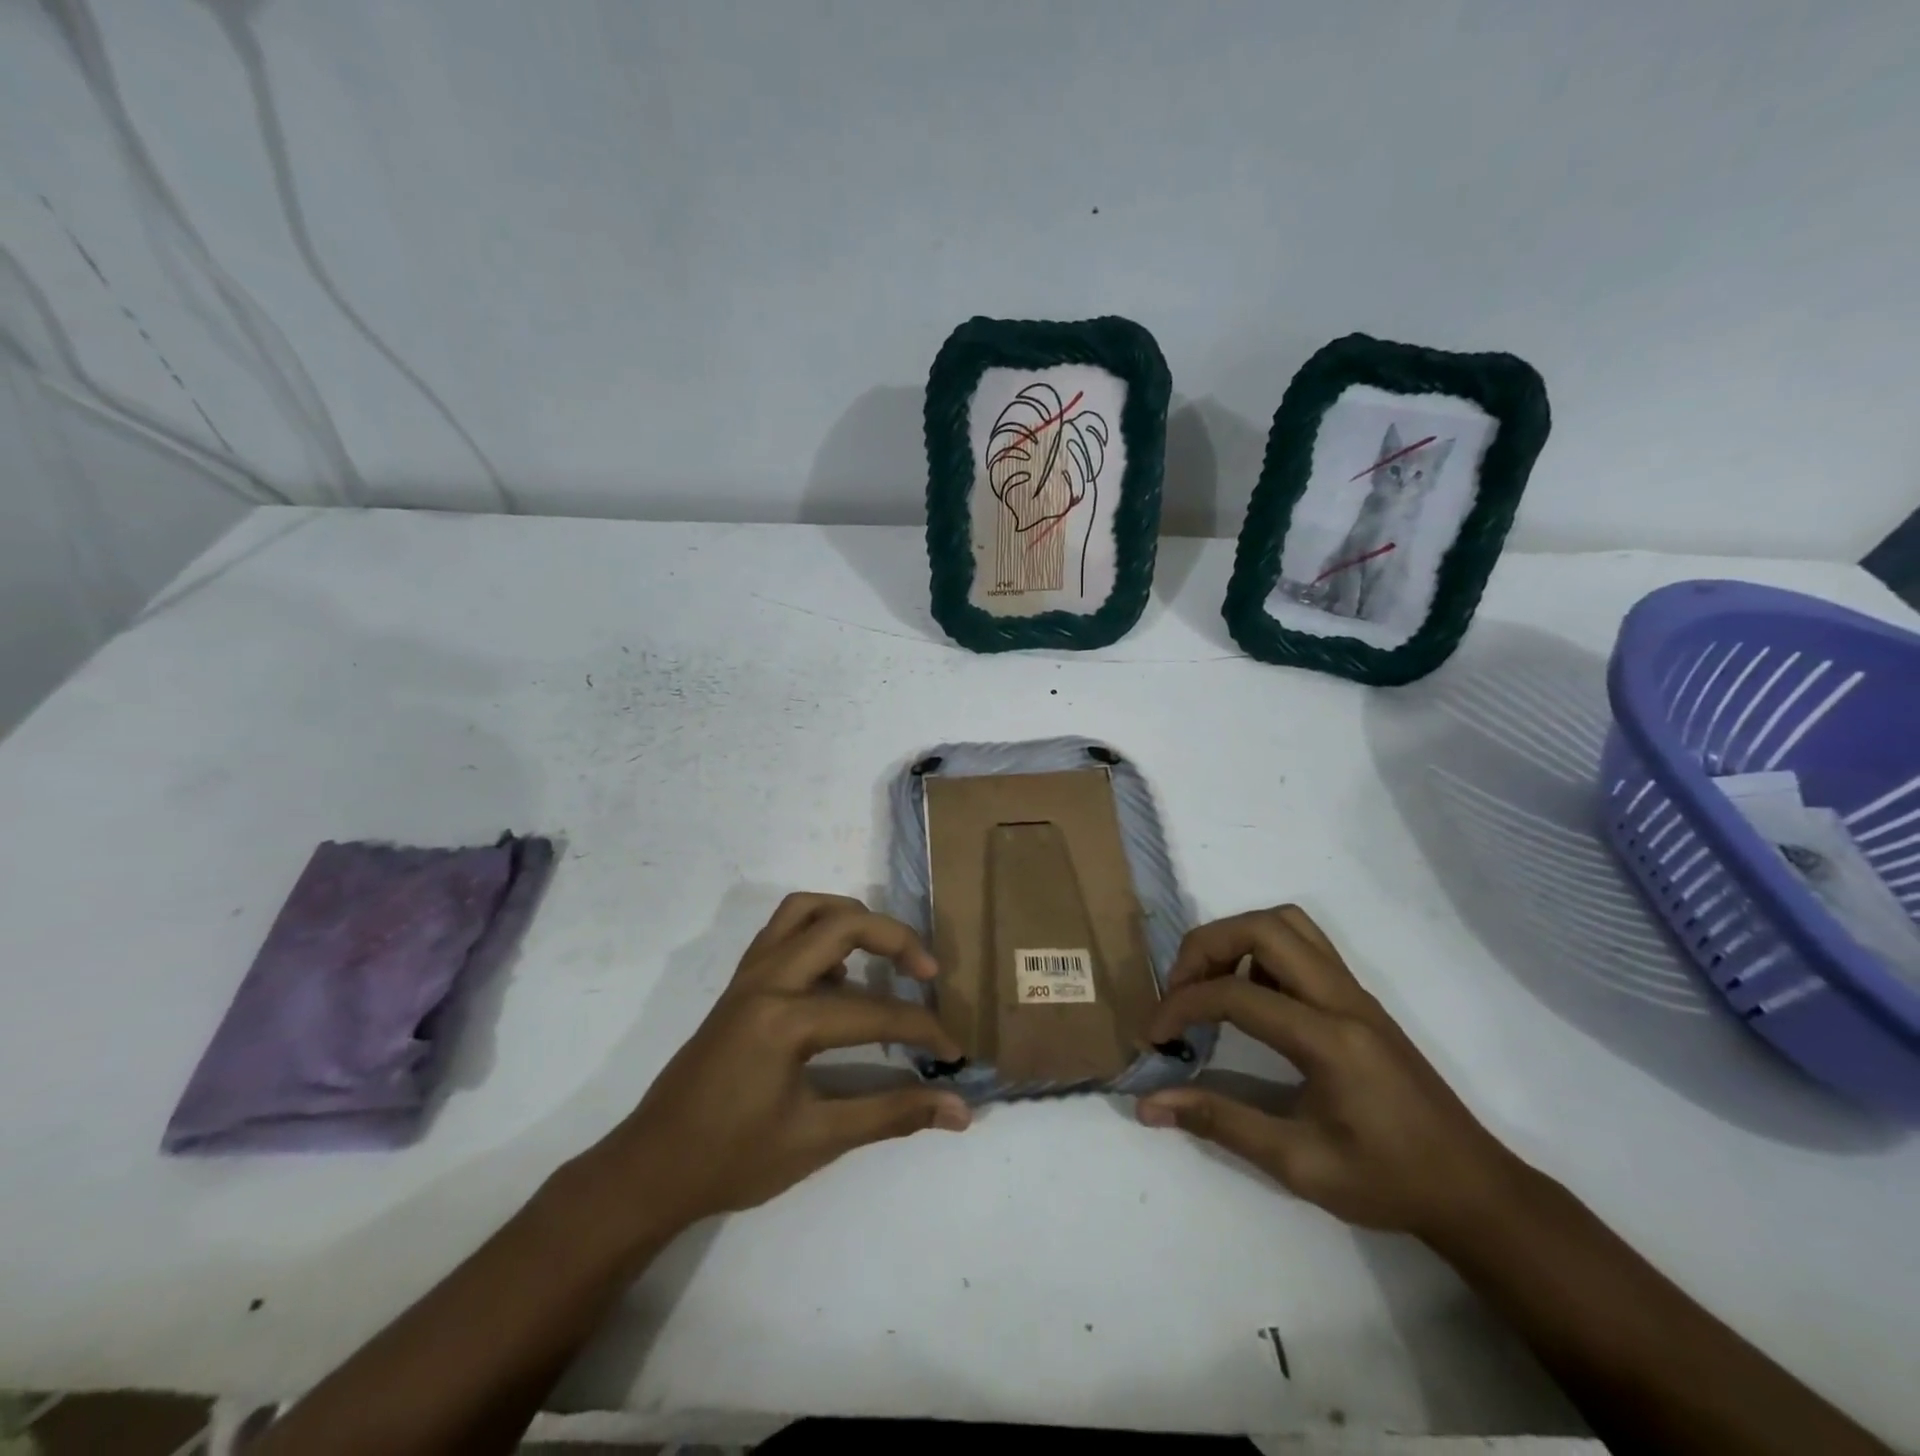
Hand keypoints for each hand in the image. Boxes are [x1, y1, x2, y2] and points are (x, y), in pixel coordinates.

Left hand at [584, 894, 970, 1239]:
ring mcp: (748, 975)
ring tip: (884, 953)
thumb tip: (961, 1111)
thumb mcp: (818, 1140)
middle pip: (842, 924)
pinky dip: (819, 932)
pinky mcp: (739, 983)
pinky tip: (838, 977)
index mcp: (785, 1019)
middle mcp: (767, 980)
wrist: (650, 1169)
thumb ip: (893, 1114)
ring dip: (852, 918)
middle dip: (895, 938)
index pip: (874, 1011)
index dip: (923, 1029)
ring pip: (805, 910)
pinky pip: (783, 930)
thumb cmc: (732, 1160)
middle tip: (928, 972)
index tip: (956, 1050)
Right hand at [1137, 906, 1523, 1241]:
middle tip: (1179, 990)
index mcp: (1329, 1039)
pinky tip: (1252, 995)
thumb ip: (1221, 1122)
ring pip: (1286, 922)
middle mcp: (1342, 998)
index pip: (1236, 994)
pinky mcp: (1358, 997)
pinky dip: (1262, 949)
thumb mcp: (1299, 1165)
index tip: (1154, 1036)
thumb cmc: (1388, 1182)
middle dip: (1205, 947)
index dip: (1181, 1006)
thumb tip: (1149, 1104)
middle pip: (1262, 927)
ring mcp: (1355, 991)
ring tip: (1211, 983)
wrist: (1473, 1190)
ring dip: (1236, 938)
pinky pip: (1304, 943)